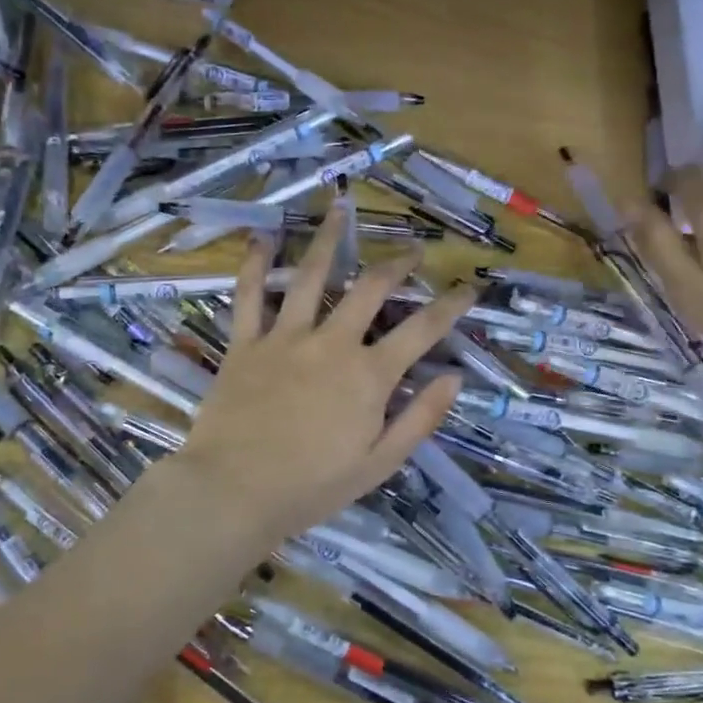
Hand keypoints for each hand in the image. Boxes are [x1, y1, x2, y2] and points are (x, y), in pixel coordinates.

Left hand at [170, 210, 474, 550]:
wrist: (233, 493)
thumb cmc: (311, 487)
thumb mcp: (378, 464)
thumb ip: (419, 419)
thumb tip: (455, 377)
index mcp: (368, 376)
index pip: (421, 331)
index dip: (450, 306)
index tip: (468, 288)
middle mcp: (331, 344)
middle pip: (370, 289)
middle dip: (397, 264)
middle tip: (412, 250)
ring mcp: (285, 338)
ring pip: (310, 276)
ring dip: (328, 240)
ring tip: (342, 210)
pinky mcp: (245, 343)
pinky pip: (249, 296)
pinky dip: (255, 264)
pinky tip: (262, 236)